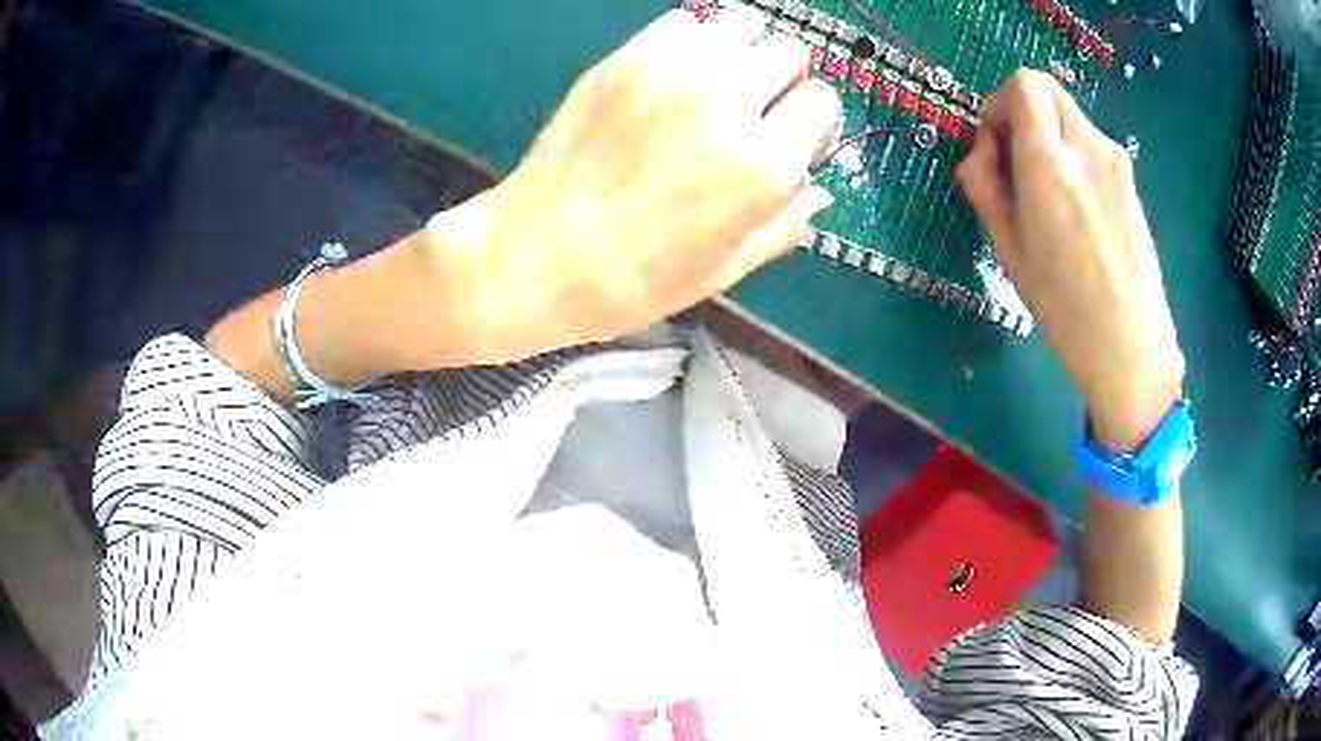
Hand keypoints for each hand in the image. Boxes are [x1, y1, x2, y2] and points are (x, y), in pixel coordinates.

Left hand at [423, 6, 839, 360]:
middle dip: (781, 79)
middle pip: (788, 50)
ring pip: (741, 22)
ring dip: (741, 50)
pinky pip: (683, 22)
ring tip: (717, 84)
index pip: (823, 99)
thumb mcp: (725, 270)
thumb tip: (817, 188)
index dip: (810, 120)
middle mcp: (728, 104)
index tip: (789, 136)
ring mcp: (672, 73)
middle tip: (753, 108)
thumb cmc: (633, 280)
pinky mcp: (625, 61)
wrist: (534, 257)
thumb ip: (785, 223)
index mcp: (763, 164)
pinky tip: (672, 76)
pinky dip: (690, 42)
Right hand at [957, 70, 1183, 451]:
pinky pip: (1090, 144)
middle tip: (1015, 160)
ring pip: (1068, 117)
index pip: (1023, 83)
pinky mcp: (1129, 178)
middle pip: (1047, 89)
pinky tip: (1076, 208)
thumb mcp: (1007, 247)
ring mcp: (1114, 159)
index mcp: (1048, 161)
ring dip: (1048, 135)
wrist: (1131, 344)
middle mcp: (1085, 145)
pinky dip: (1072, 155)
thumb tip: (981, 150)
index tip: (994, 142)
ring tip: (1048, 194)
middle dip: (1022, 111)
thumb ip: (984, 184)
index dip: (999, 102)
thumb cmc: (1064, 306)